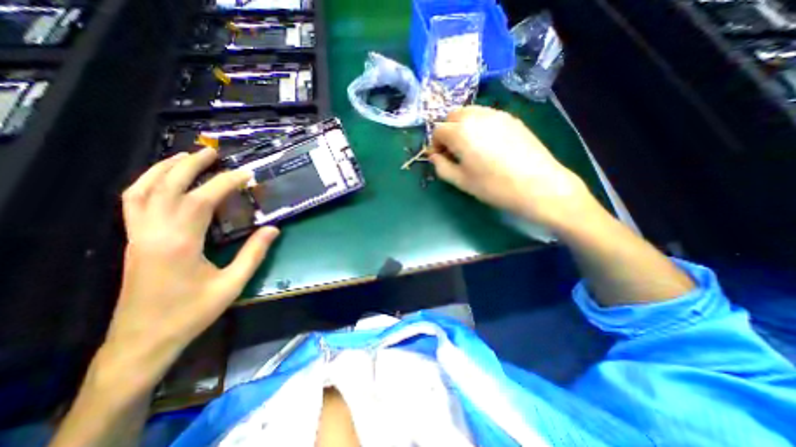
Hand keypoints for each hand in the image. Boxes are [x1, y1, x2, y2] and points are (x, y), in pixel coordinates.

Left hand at [101, 148, 280, 384]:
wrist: (143, 339)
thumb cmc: (192, 312)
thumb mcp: (232, 284)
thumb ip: (254, 254)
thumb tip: (273, 229)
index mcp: (179, 242)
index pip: (203, 199)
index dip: (226, 183)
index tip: (245, 174)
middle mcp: (153, 232)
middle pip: (167, 186)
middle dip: (191, 165)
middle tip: (212, 152)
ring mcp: (137, 235)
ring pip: (142, 190)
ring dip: (163, 169)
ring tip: (185, 157)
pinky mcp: (133, 241)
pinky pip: (133, 203)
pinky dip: (147, 184)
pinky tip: (162, 181)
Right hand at [429, 104, 596, 228]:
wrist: (537, 185)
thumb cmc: (493, 186)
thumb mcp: (461, 181)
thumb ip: (442, 167)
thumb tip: (434, 157)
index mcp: (461, 132)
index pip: (438, 130)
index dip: (435, 144)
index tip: (440, 158)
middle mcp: (476, 116)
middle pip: (452, 116)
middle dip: (447, 131)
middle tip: (453, 151)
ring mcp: (496, 114)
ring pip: (470, 112)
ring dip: (462, 126)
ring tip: (469, 147)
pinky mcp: (511, 118)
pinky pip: (487, 115)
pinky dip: (478, 124)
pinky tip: (487, 143)